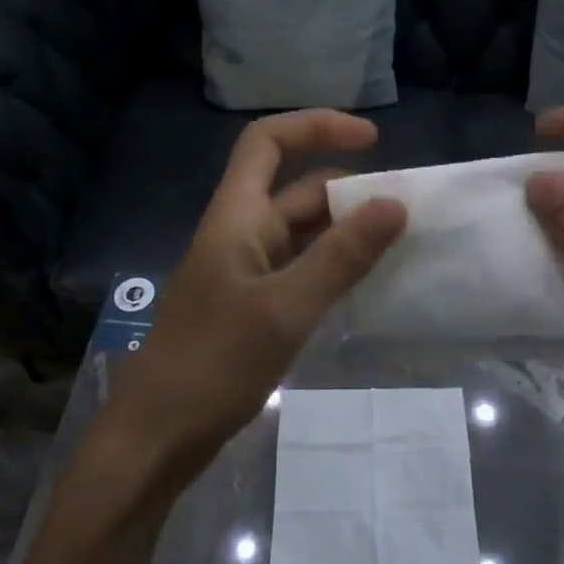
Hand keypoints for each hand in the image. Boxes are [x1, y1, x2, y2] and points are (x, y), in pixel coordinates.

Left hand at [108, 110, 406, 485]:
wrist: (157, 436)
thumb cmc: (213, 364)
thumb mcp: (285, 308)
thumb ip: (341, 256)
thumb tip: (395, 204)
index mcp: (236, 216)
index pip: (268, 142)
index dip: (316, 127)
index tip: (372, 141)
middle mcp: (240, 233)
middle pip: (295, 189)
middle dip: (349, 189)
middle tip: (407, 210)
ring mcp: (244, 271)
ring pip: (302, 233)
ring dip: (345, 231)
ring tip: (400, 244)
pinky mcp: (251, 306)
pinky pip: (299, 269)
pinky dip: (332, 267)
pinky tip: (366, 284)